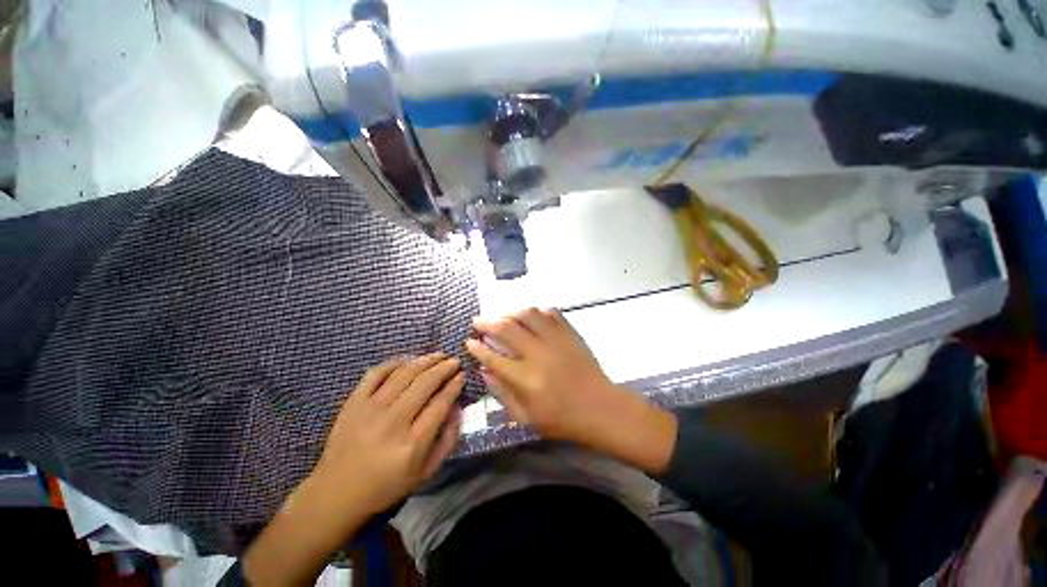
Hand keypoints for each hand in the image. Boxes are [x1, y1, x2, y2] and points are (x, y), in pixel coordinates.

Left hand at [244, 354, 463, 586]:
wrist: (335, 493)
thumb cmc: (385, 486)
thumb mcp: (425, 473)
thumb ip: (447, 440)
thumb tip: (458, 408)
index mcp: (411, 444)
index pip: (440, 403)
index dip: (454, 385)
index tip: (462, 375)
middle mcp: (392, 422)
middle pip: (424, 383)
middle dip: (444, 367)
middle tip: (454, 361)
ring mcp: (369, 409)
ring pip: (404, 374)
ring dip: (425, 360)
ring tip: (438, 355)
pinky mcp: (353, 402)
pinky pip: (376, 373)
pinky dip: (395, 362)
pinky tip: (408, 360)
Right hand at [466, 309, 676, 472]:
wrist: (600, 408)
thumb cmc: (562, 419)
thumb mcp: (526, 417)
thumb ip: (502, 393)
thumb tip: (484, 371)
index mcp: (526, 379)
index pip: (493, 357)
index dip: (477, 348)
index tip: (469, 341)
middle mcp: (538, 354)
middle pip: (506, 328)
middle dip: (487, 322)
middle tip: (478, 322)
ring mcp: (556, 340)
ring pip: (528, 314)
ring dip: (510, 312)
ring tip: (503, 317)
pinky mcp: (569, 334)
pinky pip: (550, 313)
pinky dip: (536, 311)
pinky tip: (530, 317)